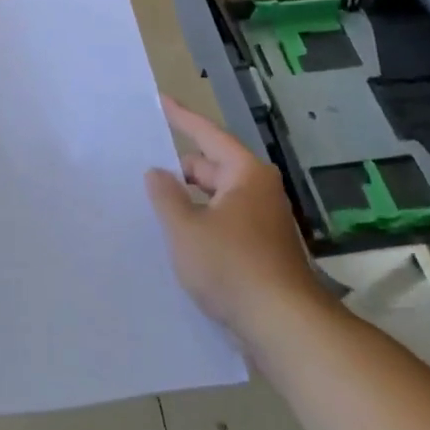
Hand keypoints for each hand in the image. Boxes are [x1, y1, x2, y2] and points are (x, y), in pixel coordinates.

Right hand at [146, 96, 322, 345]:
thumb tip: (158, 173)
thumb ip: (166, 196)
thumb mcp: (186, 229)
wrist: (284, 328)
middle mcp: (259, 190)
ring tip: (155, 207)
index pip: (207, 134)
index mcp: (245, 174)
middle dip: (180, 170)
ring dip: (190, 201)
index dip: (181, 117)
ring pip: (218, 199)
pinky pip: (225, 223)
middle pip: (212, 167)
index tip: (161, 100)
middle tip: (144, 172)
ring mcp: (264, 222)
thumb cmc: (232, 267)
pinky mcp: (264, 251)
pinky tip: (180, 240)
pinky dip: (203, 224)